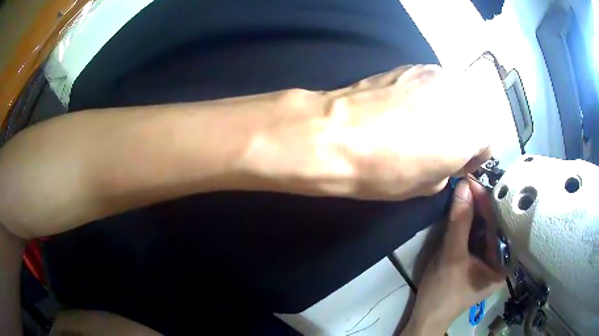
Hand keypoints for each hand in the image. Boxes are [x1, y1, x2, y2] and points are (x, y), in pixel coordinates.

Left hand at [245, 62, 509, 199]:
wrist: (339, 134)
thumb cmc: (387, 169)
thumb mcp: (427, 185)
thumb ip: (448, 168)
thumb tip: (446, 159)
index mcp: (473, 129)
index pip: (487, 143)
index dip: (472, 158)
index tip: (456, 165)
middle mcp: (463, 95)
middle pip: (475, 115)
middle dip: (463, 131)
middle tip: (441, 145)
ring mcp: (437, 74)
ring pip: (456, 96)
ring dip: (447, 111)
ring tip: (422, 124)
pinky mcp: (412, 66)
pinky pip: (433, 84)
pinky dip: (429, 96)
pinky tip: (406, 108)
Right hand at [402, 179, 504, 334]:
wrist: (427, 316)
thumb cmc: (443, 292)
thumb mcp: (451, 257)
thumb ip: (460, 222)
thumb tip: (463, 186)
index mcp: (505, 263)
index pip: (499, 225)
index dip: (486, 202)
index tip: (472, 181)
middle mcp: (502, 259)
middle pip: (494, 225)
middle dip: (480, 205)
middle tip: (466, 184)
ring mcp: (490, 259)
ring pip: (485, 228)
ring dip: (474, 211)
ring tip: (464, 191)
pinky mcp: (478, 259)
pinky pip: (477, 235)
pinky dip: (469, 222)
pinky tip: (463, 209)